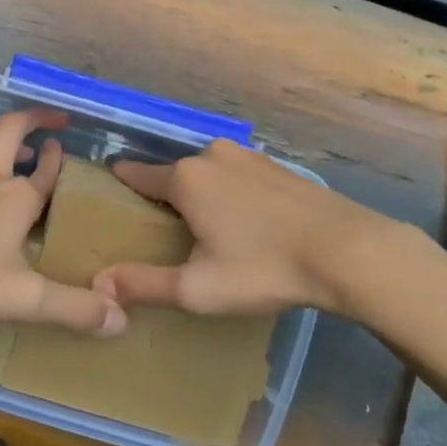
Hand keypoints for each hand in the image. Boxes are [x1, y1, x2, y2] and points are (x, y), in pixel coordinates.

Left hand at [0, 108, 127, 335]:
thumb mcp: (23, 299)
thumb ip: (72, 308)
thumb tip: (121, 319)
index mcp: (17, 198)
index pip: (46, 168)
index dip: (58, 156)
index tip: (64, 145)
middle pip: (10, 131)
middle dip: (32, 118)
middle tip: (50, 119)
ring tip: (8, 146)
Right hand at [94, 139, 377, 315]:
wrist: (347, 251)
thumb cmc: (263, 268)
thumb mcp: (198, 288)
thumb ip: (145, 284)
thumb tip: (99, 283)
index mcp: (186, 179)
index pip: (138, 175)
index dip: (122, 184)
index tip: (109, 191)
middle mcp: (212, 156)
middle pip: (175, 176)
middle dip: (166, 198)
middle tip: (164, 232)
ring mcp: (248, 157)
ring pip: (209, 174)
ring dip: (202, 196)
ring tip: (206, 230)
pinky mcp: (276, 166)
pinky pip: (237, 176)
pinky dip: (231, 194)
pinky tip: (245, 222)